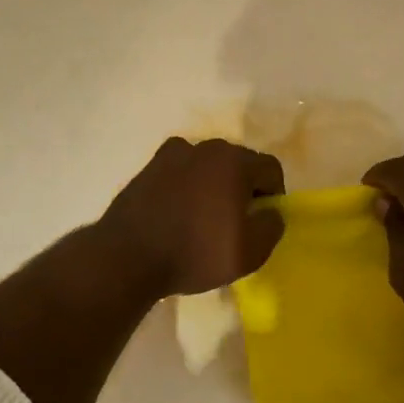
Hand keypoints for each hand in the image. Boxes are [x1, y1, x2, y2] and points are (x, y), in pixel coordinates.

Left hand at [98, 138, 285, 302]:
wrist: (129, 256)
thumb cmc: (196, 252)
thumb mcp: (250, 252)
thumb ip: (272, 226)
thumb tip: (271, 212)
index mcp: (234, 161)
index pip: (270, 168)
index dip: (274, 194)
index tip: (262, 220)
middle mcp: (206, 147)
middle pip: (239, 162)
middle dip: (244, 187)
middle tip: (236, 221)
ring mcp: (173, 153)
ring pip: (208, 165)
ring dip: (214, 185)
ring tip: (204, 218)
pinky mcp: (149, 166)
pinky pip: (181, 171)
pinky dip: (186, 185)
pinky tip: (178, 212)